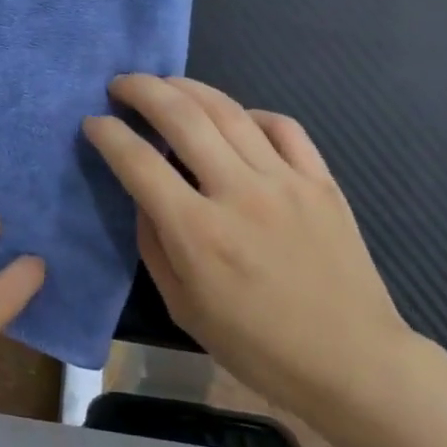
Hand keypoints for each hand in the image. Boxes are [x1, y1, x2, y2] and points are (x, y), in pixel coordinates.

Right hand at [82, 74, 414, 414]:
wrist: (353, 362)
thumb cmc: (257, 346)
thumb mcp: (183, 306)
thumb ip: (154, 243)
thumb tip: (144, 194)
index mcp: (198, 233)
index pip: (139, 162)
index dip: (108, 134)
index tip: (93, 123)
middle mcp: (238, 194)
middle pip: (181, 117)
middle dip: (142, 90)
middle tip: (120, 85)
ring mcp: (285, 181)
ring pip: (228, 111)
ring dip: (187, 88)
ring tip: (165, 84)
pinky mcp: (321, 180)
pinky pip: (282, 126)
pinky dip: (250, 113)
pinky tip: (235, 118)